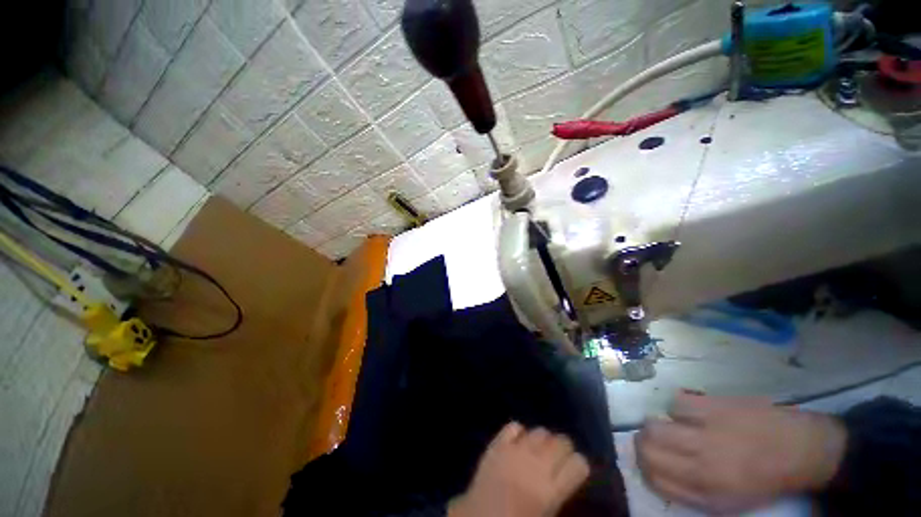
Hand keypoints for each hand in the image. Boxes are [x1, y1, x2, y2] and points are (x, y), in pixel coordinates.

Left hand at [449, 422, 589, 516]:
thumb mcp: (546, 513)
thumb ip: (558, 491)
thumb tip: (565, 475)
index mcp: (552, 491)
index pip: (579, 464)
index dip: (578, 465)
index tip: (574, 469)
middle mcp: (537, 465)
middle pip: (562, 441)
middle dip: (563, 448)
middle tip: (557, 458)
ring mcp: (516, 451)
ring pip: (540, 431)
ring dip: (542, 440)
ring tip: (537, 450)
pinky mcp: (498, 443)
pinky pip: (514, 426)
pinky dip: (518, 432)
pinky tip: (517, 441)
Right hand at [635, 393, 846, 513]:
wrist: (803, 449)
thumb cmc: (765, 479)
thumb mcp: (729, 500)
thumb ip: (691, 490)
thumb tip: (655, 470)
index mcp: (707, 493)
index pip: (653, 477)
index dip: (643, 465)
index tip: (648, 458)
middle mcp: (702, 466)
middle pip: (646, 447)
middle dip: (644, 441)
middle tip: (657, 438)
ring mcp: (707, 434)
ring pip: (654, 423)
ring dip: (661, 422)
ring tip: (676, 424)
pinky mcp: (714, 407)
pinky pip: (677, 403)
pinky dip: (680, 406)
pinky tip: (695, 411)